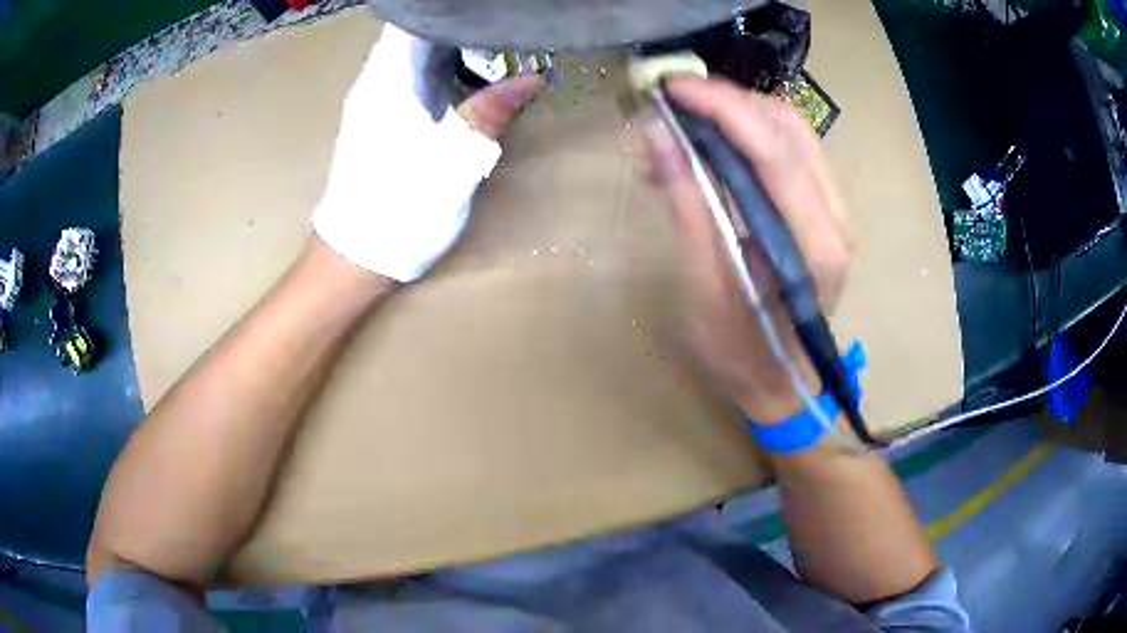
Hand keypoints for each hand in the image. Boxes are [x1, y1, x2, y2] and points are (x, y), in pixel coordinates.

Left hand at [312, 24, 543, 282]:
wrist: (358, 256)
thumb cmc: (401, 208)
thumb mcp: (455, 161)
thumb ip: (490, 113)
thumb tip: (532, 78)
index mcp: (387, 81)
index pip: (412, 20)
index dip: (447, 11)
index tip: (487, 11)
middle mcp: (376, 82)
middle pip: (416, 34)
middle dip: (460, 27)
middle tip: (505, 29)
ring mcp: (375, 102)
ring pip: (415, 55)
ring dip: (454, 47)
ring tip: (499, 46)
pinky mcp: (380, 121)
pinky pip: (413, 78)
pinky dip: (443, 69)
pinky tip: (472, 79)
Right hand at [646, 77, 853, 422]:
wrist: (783, 381)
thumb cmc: (740, 352)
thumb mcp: (703, 292)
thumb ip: (688, 210)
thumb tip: (660, 137)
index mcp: (815, 248)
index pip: (775, 153)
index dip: (724, 109)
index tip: (673, 89)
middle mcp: (838, 220)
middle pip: (791, 129)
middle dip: (731, 101)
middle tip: (676, 99)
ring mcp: (837, 212)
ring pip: (795, 132)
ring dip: (741, 112)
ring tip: (690, 119)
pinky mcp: (826, 210)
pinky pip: (793, 150)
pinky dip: (752, 132)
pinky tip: (715, 142)